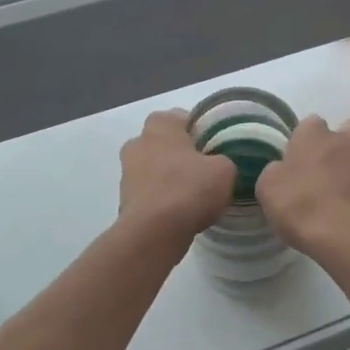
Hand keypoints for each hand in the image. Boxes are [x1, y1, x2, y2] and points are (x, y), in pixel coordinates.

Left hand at [118, 110, 235, 250]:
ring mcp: (127, 172)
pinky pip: (149, 192)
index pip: (181, 117)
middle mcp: (138, 143)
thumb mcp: (225, 170)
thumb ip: (223, 161)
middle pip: (164, 142)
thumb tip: (217, 166)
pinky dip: (161, 198)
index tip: (214, 146)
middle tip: (205, 169)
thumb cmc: (189, 189)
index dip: (199, 130)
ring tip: (193, 195)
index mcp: (160, 126)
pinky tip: (179, 212)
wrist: (154, 232)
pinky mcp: (124, 200)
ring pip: (154, 168)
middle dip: (181, 153)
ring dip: (169, 177)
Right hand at [255, 114, 349, 263]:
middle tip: (328, 163)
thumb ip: (275, 172)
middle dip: (344, 138)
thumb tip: (283, 170)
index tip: (296, 160)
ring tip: (340, 188)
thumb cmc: (302, 205)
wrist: (348, 236)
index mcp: (314, 134)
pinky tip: (349, 208)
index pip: (310, 123)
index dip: (303, 140)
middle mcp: (345, 140)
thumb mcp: (268, 189)